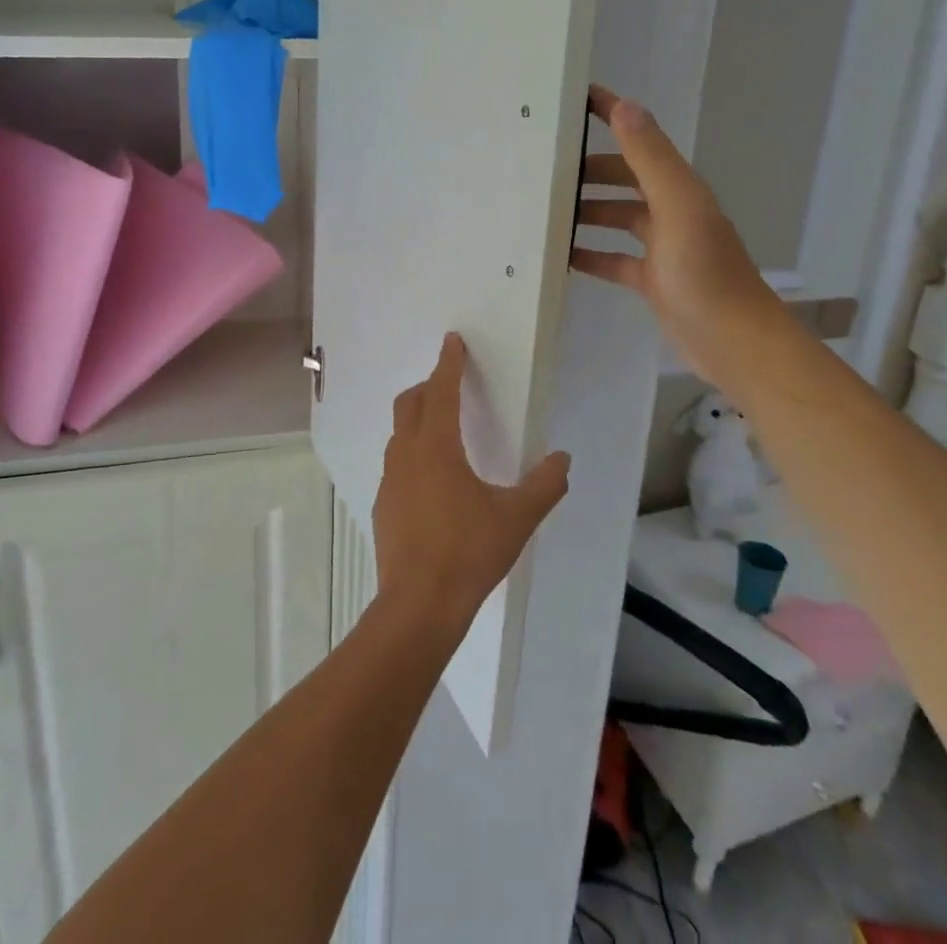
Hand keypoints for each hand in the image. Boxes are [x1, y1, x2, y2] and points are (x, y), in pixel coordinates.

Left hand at [373, 334, 570, 632]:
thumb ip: (544, 485)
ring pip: (399, 433)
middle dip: (429, 386)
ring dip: (418, 419)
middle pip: (410, 403)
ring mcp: (390, 480)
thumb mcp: (516, 518)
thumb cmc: (468, 552)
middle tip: (450, 384)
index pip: (441, 391)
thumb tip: (562, 459)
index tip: (452, 341)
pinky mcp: (384, 504)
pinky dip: (413, 452)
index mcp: (436, 446)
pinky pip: (397, 463)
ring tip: (443, 430)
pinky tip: (432, 480)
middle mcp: (407, 454)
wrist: (418, 604)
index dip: (448, 363)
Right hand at [570, 85, 781, 387]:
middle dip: (590, 169)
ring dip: (586, 210)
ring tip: (545, 210)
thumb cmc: (704, 272)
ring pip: (617, 218)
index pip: (640, 140)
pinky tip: (561, 257)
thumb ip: (650, 159)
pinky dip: (590, 254)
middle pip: (625, 178)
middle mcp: (671, 211)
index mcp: (679, 188)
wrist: (732, 342)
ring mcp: (662, 247)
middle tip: (546, 167)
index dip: (613, 117)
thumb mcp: (677, 208)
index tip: (575, 101)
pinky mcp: (652, 280)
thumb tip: (624, 105)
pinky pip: (614, 259)